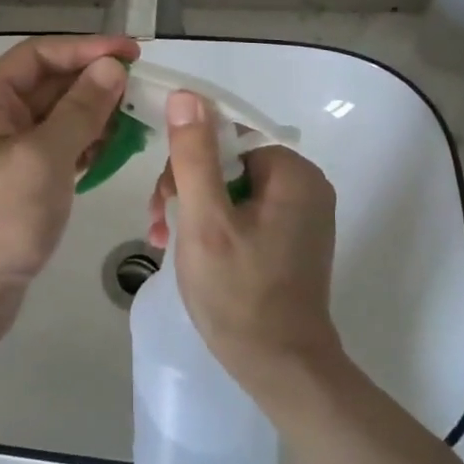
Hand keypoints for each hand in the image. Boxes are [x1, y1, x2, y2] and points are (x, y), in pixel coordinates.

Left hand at [0, 36, 136, 340]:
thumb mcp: (44, 157)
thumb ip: (80, 109)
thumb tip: (110, 68)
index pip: (38, 55)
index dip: (86, 49)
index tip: (132, 53)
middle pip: (48, 85)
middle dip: (93, 84)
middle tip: (142, 89)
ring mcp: (3, 151)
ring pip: (55, 118)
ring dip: (93, 116)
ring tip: (135, 120)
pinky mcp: (17, 181)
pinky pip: (55, 149)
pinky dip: (83, 145)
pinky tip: (112, 150)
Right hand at [147, 91, 340, 390]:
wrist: (281, 367)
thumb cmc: (239, 292)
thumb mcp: (205, 219)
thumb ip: (194, 155)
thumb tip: (186, 95)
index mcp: (292, 173)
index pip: (226, 135)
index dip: (186, 159)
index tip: (163, 199)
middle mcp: (305, 186)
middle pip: (228, 162)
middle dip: (186, 188)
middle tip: (159, 224)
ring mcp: (300, 216)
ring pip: (231, 189)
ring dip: (193, 208)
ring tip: (163, 240)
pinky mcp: (291, 241)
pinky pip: (244, 214)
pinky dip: (213, 226)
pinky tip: (187, 250)